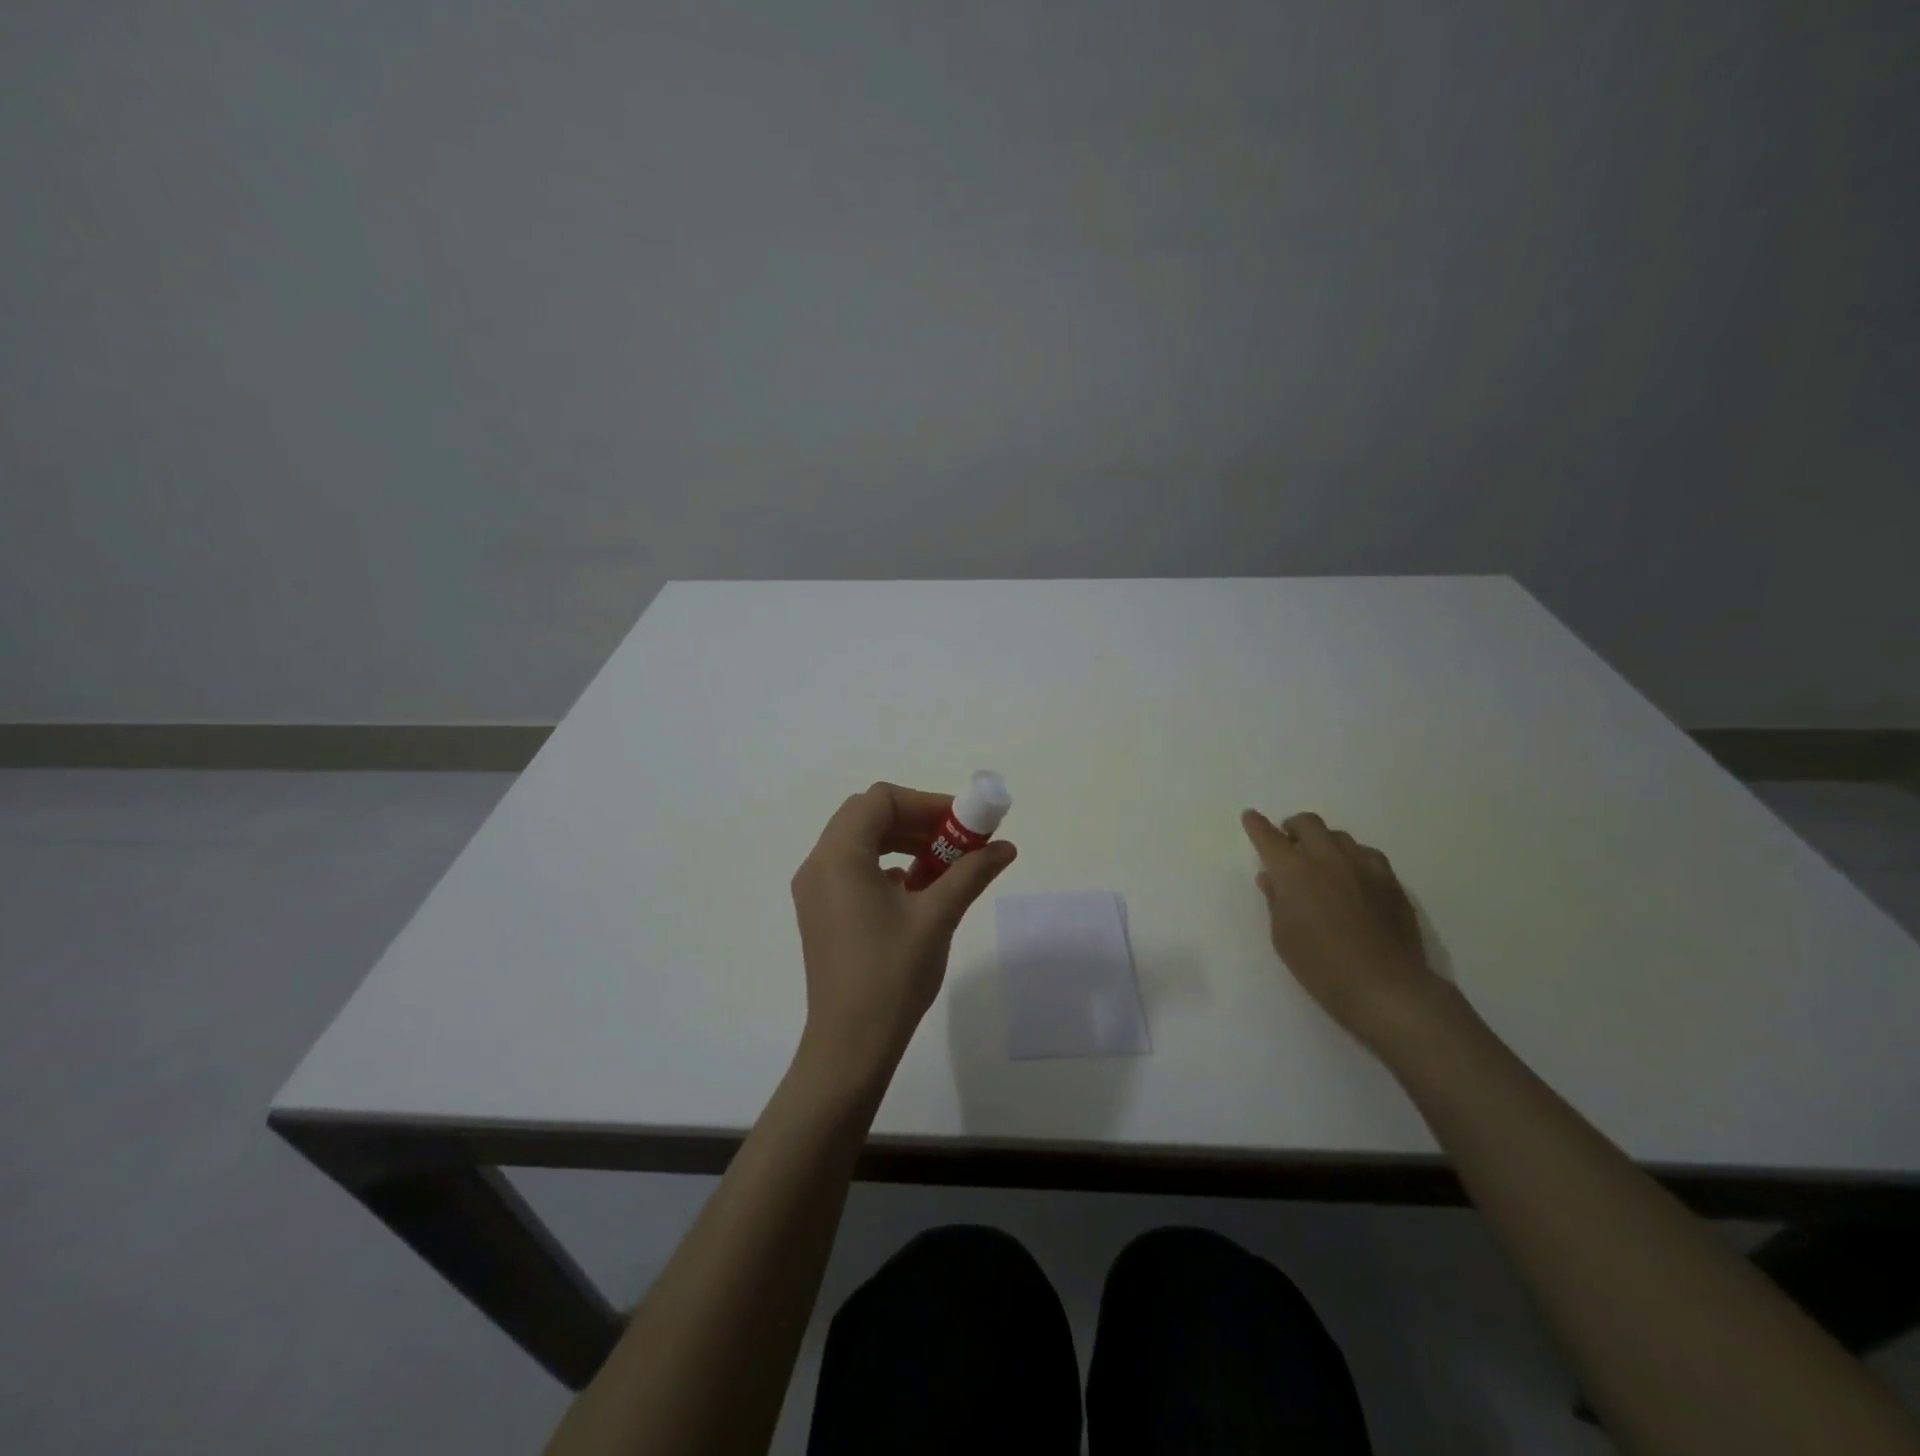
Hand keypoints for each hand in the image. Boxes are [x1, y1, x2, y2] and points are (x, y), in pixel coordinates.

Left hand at [791, 783, 1016, 1091]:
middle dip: (915, 820)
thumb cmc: (892, 975)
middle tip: (956, 839)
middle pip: (867, 816)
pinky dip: (886, 865)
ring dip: (902, 842)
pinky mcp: (821, 912)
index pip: (880, 800)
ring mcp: (815, 890)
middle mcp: (818, 865)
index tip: (962, 822)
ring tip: (942, 865)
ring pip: (860, 842)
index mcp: (839, 857)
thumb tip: (1006, 846)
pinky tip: (916, 891)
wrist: (850, 1044)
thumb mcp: (938, 917)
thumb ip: (971, 873)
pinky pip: (853, 869)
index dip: (925, 802)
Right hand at [1240, 809, 1453, 1053]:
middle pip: (1308, 823)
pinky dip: (1353, 858)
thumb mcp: (1282, 936)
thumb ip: (1276, 900)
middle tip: (1289, 843)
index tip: (1251, 817)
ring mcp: (1363, 866)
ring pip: (1339, 836)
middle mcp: (1327, 859)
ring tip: (1322, 863)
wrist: (1385, 987)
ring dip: (1324, 842)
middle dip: (1293, 827)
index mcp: (1294, 871)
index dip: (1257, 825)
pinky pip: (1367, 855)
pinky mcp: (1390, 881)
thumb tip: (1272, 878)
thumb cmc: (1320, 966)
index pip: (1269, 837)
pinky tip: (1354, 877)